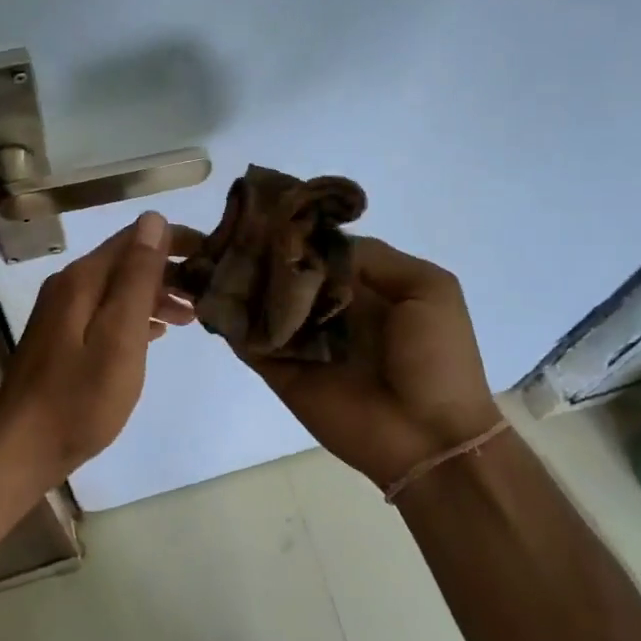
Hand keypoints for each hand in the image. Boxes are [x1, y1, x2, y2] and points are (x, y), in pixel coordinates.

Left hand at [0, 212, 193, 476]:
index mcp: (83, 279)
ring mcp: (62, 312)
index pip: (136, 237)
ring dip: (156, 295)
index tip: (213, 254)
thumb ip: (137, 278)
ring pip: (118, 288)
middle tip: (210, 293)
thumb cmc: (80, 397)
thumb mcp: (119, 336)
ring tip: (193, 317)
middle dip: (170, 270)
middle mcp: (70, 285)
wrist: (22, 446)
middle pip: (126, 261)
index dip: (176, 240)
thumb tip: (153, 220)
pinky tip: (157, 333)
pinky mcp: (62, 338)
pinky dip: (136, 316)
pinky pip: (107, 312)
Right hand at [205, 236, 500, 490]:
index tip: (260, 204)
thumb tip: (315, 242)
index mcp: (361, 284)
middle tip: (223, 225)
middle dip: (255, 248)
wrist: (429, 437)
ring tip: (204, 251)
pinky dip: (227, 319)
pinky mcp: (279, 370)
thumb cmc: (437, 358)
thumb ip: (374, 258)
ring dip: (235, 279)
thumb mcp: (428, 288)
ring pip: (258, 301)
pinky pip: (248, 340)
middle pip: (282, 270)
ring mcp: (299, 338)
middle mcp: (324, 306)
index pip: (316, 246)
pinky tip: (205, 292)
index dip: (292, 226)